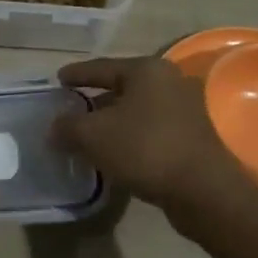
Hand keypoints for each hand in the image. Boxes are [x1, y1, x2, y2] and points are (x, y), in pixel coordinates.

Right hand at [51, 56, 240, 208]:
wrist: (203, 190)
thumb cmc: (145, 148)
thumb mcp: (94, 136)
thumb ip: (68, 127)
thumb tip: (54, 128)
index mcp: (146, 70)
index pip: (101, 67)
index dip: (76, 74)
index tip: (58, 79)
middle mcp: (169, 81)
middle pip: (121, 87)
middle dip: (95, 101)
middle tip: (71, 110)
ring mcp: (185, 109)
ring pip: (137, 111)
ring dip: (113, 122)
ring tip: (88, 136)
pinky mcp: (193, 136)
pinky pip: (151, 130)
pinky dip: (130, 138)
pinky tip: (114, 153)